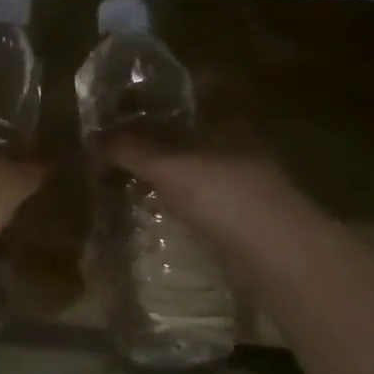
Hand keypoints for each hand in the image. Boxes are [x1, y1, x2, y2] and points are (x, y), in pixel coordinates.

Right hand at [102, 135, 300, 246]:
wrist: (278, 256)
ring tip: (134, 195)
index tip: (116, 136)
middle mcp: (240, 151)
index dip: (146, 123)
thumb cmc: (221, 197)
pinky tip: (165, 223)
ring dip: (171, 187)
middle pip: (188, 148)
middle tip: (118, 167)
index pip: (178, 117)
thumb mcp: (166, 168)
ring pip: (199, 180)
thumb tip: (95, 138)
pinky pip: (207, 210)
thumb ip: (131, 151)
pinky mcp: (250, 225)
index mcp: (224, 128)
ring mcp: (248, 189)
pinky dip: (185, 213)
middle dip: (157, 156)